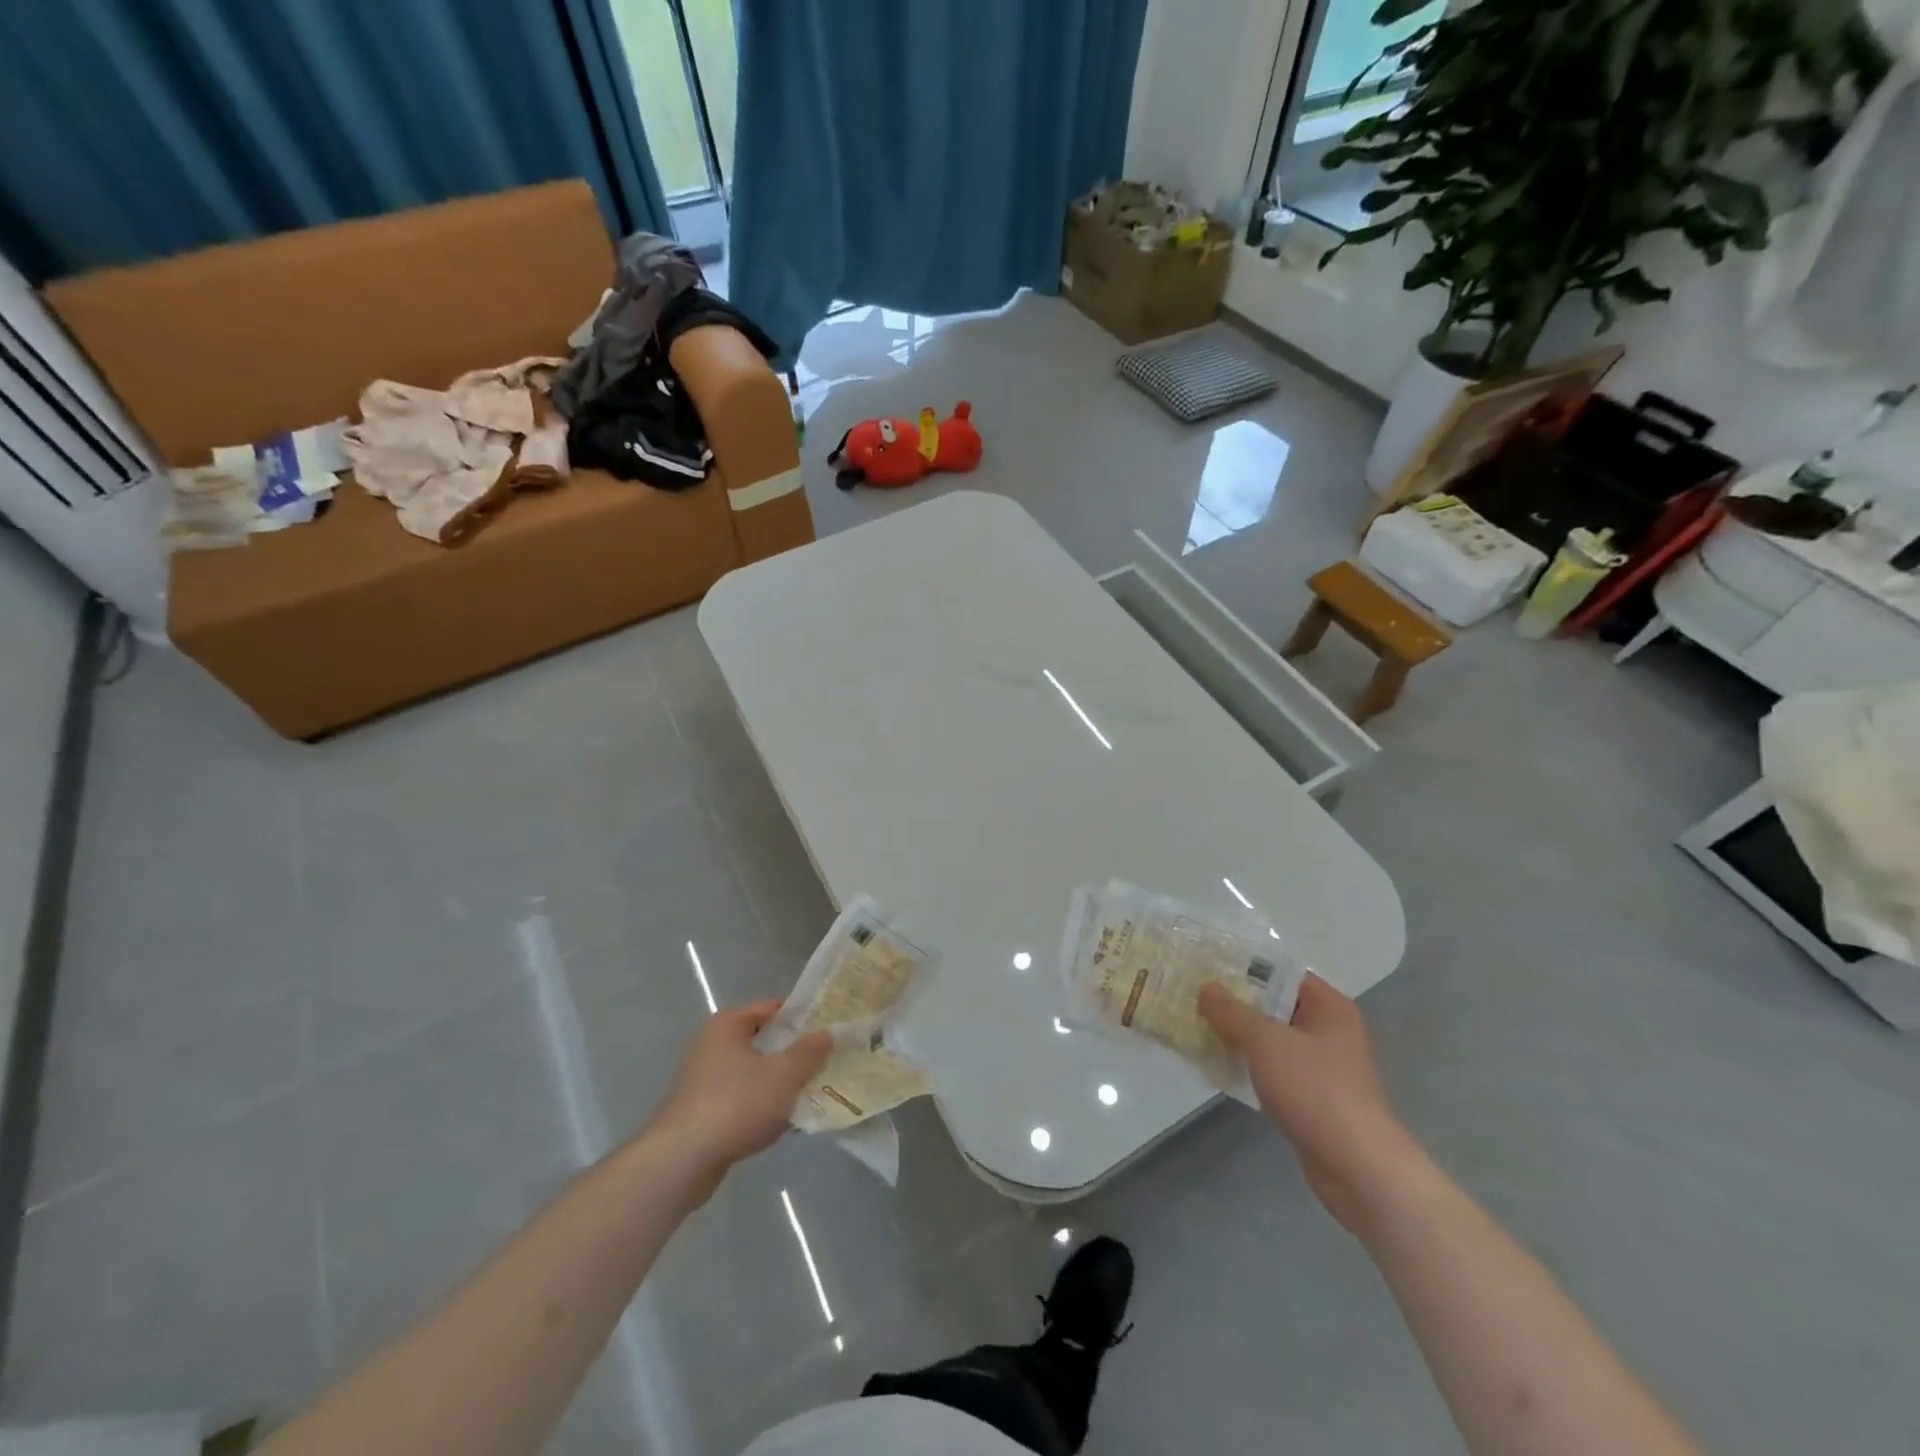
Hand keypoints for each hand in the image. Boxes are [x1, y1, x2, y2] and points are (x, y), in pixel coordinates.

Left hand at [646, 1000, 831, 1188]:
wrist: (680, 1162)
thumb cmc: (735, 1104)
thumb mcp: (784, 1075)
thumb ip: (809, 1052)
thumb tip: (827, 1033)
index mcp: (728, 1025)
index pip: (772, 1007)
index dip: (802, 1015)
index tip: (829, 1027)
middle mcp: (713, 1045)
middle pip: (764, 1041)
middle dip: (794, 1053)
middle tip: (827, 1061)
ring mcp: (705, 1080)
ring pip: (754, 1073)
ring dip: (780, 1083)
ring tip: (813, 1093)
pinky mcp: (703, 1112)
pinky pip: (742, 1100)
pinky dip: (763, 1107)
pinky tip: (786, 1123)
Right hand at [1199, 974, 1421, 1233]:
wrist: (1358, 1168)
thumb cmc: (1316, 1090)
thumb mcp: (1266, 1042)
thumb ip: (1232, 1012)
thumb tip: (1206, 987)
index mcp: (1330, 1007)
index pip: (1283, 973)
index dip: (1246, 968)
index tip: (1209, 967)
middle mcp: (1329, 1031)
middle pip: (1275, 1006)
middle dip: (1236, 1004)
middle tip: (1194, 996)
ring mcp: (1322, 1067)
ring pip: (1271, 1040)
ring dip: (1238, 1036)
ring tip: (1197, 1027)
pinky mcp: (1312, 1098)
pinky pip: (1272, 1070)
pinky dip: (1248, 1066)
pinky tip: (1217, 1066)